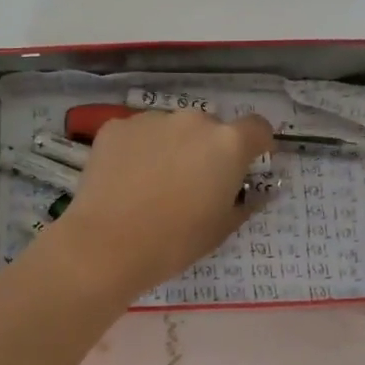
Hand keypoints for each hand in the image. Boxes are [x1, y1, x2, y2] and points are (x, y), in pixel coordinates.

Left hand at [47, 109, 274, 300]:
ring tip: (153, 184)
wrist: (107, 245)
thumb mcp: (222, 229)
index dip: (257, 145)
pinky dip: (138, 150)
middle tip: (193, 184)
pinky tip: (126, 180)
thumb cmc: (175, 242)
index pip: (257, 128)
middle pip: (210, 128)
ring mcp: (152, 119)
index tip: (248, 165)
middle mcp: (193, 120)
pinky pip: (138, 134)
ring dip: (172, 147)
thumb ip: (245, 202)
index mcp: (228, 144)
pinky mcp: (116, 126)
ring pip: (172, 129)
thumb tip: (255, 193)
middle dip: (208, 150)